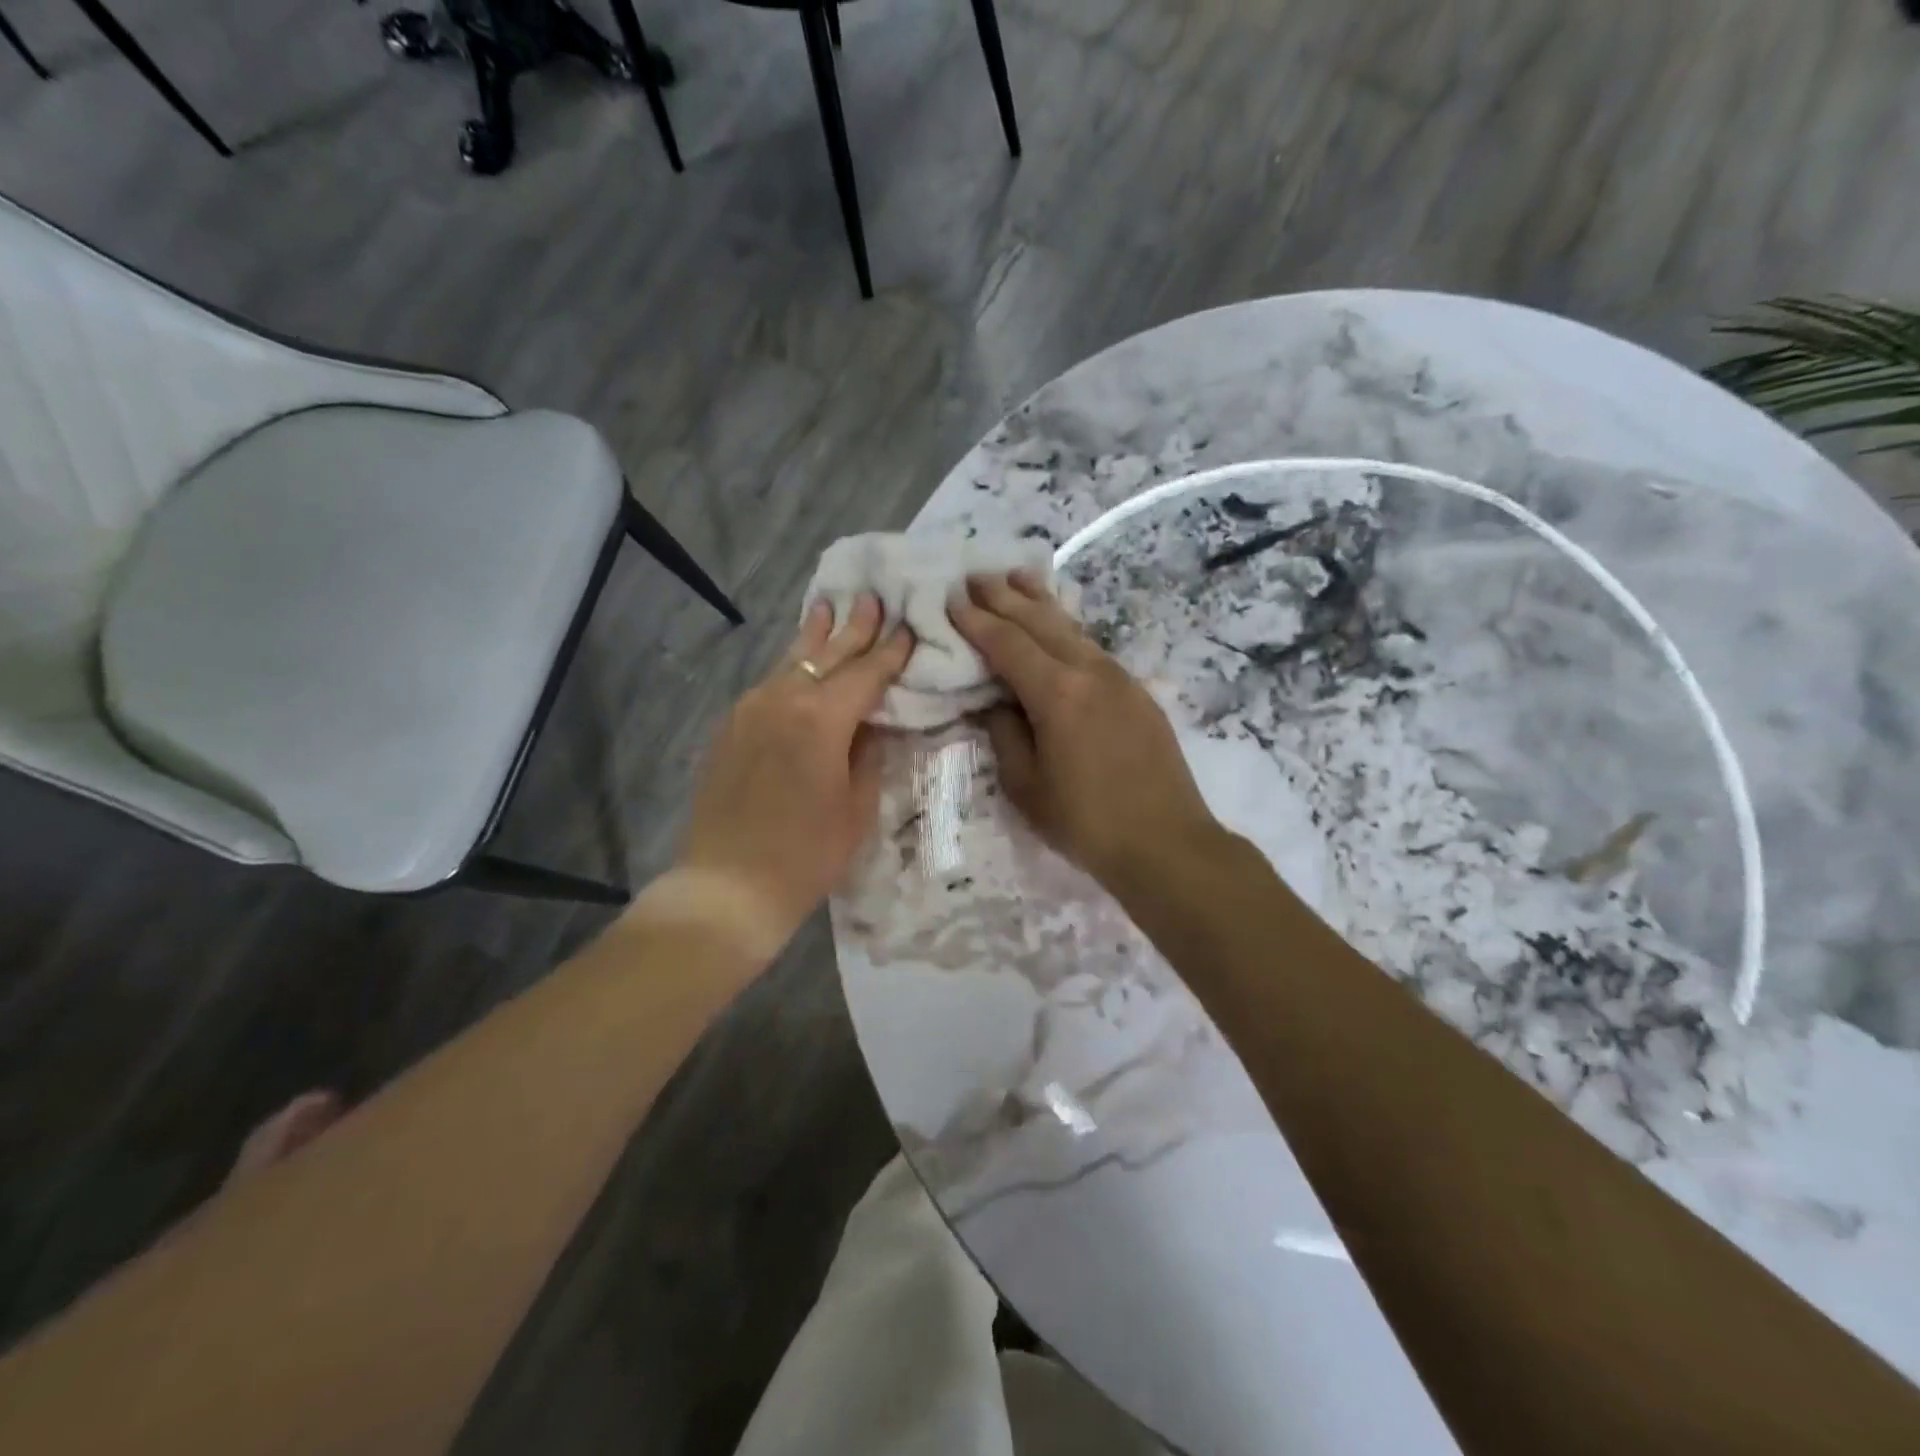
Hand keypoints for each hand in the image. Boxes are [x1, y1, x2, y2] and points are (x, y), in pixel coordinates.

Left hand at [677, 595, 912, 939]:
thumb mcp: (857, 806)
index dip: (890, 651)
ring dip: (815, 637)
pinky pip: (769, 684)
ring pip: (791, 662)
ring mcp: (750, 709)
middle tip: (873, 598)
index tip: (908, 627)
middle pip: (827, 655)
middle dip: (854, 627)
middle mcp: (783, 700)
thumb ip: (867, 753)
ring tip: (829, 608)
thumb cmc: (806, 854)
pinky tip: (797, 662)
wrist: (728, 884)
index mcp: (822, 718)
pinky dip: (790, 667)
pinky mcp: (730, 726)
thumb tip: (869, 724)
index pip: (866, 673)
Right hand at [948, 572, 1220, 890]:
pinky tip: (1059, 624)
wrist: (1166, 842)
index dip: (976, 620)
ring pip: (1071, 627)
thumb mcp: (1026, 785)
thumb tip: (995, 702)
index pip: (1007, 643)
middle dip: (1004, 597)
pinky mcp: (1137, 692)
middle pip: (1040, 622)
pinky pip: (1091, 646)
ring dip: (1039, 602)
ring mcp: (1119, 678)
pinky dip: (1066, 627)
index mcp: (1057, 693)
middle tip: (975, 575)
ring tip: (1016, 577)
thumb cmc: (1086, 821)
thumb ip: (1005, 734)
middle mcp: (1089, 671)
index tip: (952, 598)